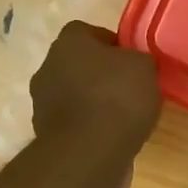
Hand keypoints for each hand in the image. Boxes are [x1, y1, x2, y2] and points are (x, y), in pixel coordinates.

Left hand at [31, 21, 162, 153]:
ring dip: (94, 101)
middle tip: (130, 87)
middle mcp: (48, 67)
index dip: (113, 44)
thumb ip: (138, 59)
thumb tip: (134, 64)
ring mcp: (42, 103)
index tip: (132, 61)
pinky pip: (74, 121)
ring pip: (74, 93)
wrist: (89, 154)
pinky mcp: (46, 134)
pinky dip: (89, 126)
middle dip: (101, 73)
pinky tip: (112, 137)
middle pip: (79, 63)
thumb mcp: (145, 67)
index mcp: (68, 42)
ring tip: (124, 116)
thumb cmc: (117, 98)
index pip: (88, 32)